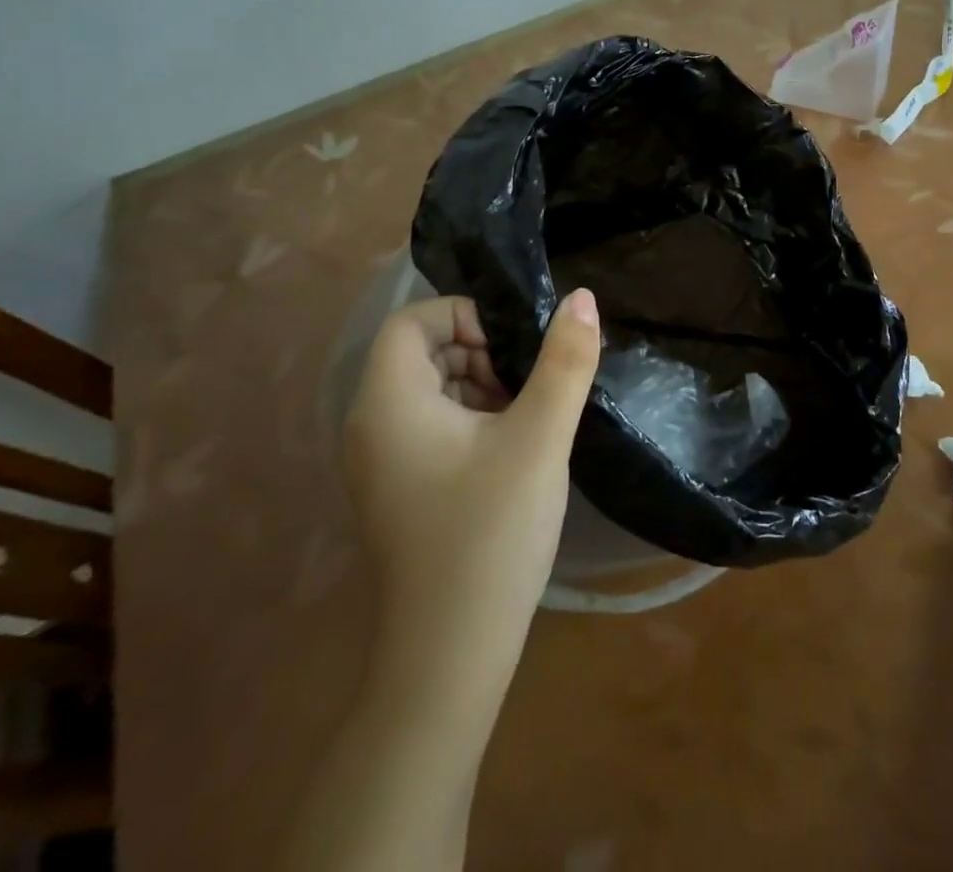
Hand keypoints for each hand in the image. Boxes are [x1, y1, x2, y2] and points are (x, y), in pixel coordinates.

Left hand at [343, 289, 600, 684]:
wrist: (450, 656)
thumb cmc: (490, 533)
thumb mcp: (539, 437)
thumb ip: (565, 362)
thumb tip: (582, 297)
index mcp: (389, 401)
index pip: (412, 320)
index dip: (465, 316)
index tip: (514, 347)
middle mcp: (371, 424)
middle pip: (420, 352)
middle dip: (479, 351)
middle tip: (527, 384)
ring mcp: (380, 462)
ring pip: (429, 389)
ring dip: (479, 385)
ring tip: (526, 416)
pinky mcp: (397, 489)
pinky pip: (429, 426)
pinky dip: (470, 419)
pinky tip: (510, 451)